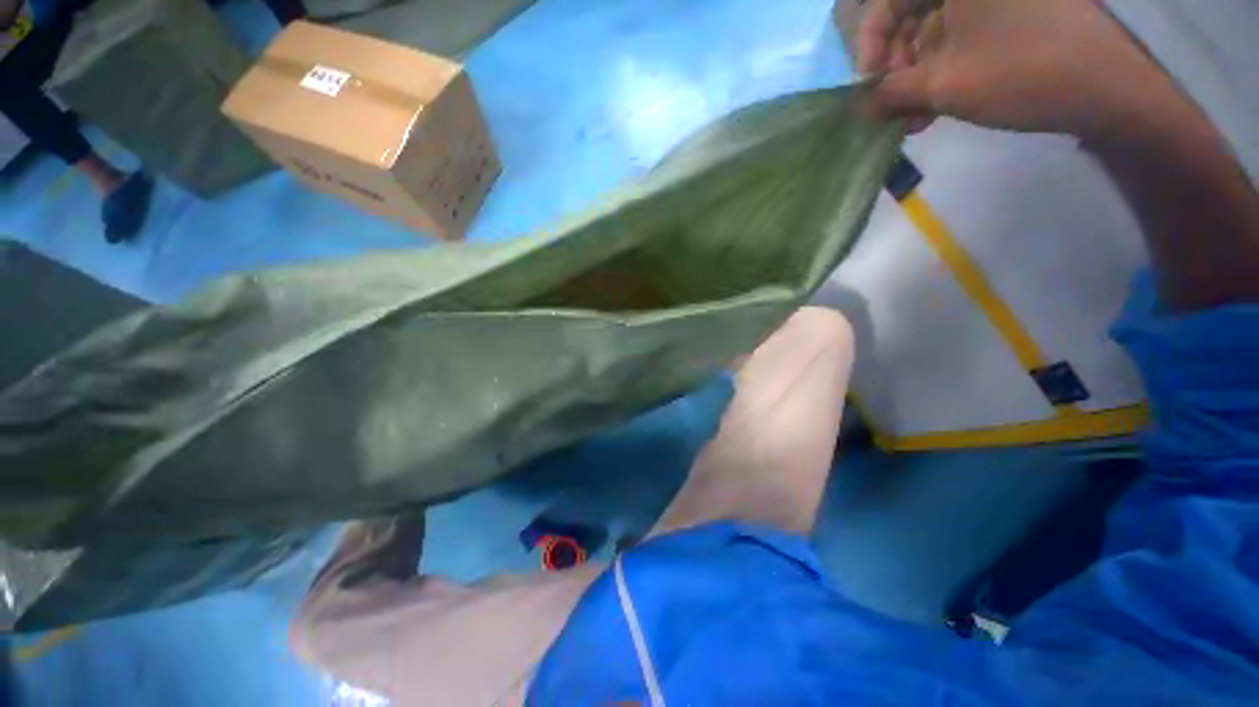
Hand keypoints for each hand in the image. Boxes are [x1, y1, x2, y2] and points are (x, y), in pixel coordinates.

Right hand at [856, 0, 1186, 139]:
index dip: (869, 44)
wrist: (1112, 85)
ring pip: (936, 24)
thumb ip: (891, 92)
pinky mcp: (1016, 6)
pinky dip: (946, 64)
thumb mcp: (944, 85)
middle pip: (912, 9)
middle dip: (896, 62)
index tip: (866, 86)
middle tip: (892, 106)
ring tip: (915, 116)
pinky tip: (939, 100)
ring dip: (919, 72)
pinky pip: (965, 29)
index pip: (887, 0)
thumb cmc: (1023, 72)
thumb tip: (858, 105)